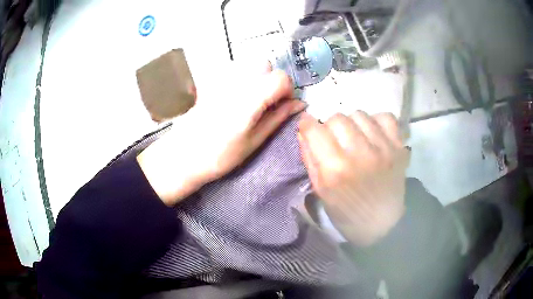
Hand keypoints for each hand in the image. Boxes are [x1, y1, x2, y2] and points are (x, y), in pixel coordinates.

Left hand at [138, 64, 305, 205]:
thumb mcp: (254, 141)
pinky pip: (233, 70)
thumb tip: (299, 104)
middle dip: (271, 80)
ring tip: (249, 101)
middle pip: (264, 65)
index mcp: (248, 100)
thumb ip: (278, 118)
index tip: (281, 105)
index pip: (280, 77)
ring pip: (248, 65)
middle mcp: (234, 83)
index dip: (287, 90)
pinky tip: (233, 98)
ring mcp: (219, 79)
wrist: (183, 155)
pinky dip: (241, 79)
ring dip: (256, 78)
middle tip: (266, 102)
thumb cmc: (220, 156)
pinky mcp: (209, 81)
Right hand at [298, 111, 409, 246]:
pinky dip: (377, 121)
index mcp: (335, 169)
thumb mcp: (320, 191)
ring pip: (359, 114)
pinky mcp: (399, 147)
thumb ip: (310, 158)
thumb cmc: (347, 212)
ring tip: (355, 139)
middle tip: (335, 141)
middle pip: (337, 118)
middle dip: (330, 127)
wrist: (382, 224)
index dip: (307, 125)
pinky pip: (386, 117)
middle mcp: (360, 154)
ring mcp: (383, 148)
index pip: (315, 130)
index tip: (308, 127)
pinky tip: (373, 134)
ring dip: (352, 124)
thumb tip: (303, 129)